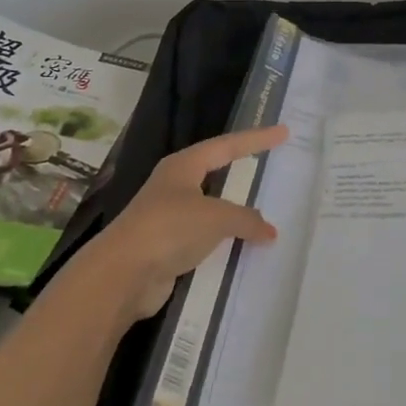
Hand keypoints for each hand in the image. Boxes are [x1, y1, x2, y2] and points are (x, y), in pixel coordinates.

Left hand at [89, 123, 288, 319]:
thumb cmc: (169, 229)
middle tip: (269, 165)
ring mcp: (169, 217)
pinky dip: (224, 242)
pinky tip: (243, 249)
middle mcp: (175, 186)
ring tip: (263, 214)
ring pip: (211, 209)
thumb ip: (246, 219)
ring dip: (234, 213)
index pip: (227, 146)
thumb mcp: (216, 217)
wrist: (123, 274)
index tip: (283, 131)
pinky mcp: (168, 247)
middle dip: (241, 171)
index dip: (256, 139)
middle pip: (215, 172)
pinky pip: (205, 238)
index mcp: (184, 166)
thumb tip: (269, 231)